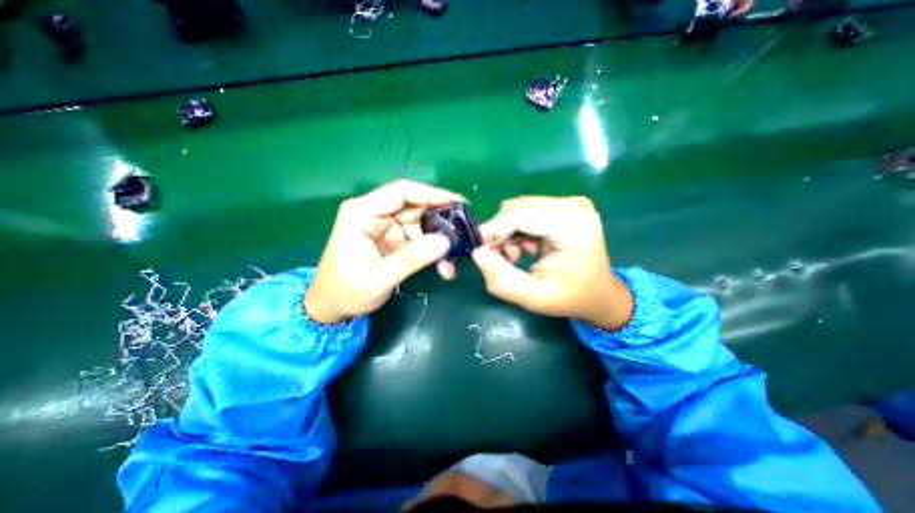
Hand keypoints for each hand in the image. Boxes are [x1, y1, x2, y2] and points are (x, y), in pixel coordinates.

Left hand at [305, 180, 464, 322]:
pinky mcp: (394, 241)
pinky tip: (443, 266)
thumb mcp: (377, 279)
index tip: (458, 203)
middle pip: (415, 207)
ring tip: (453, 259)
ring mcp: (386, 227)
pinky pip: (420, 240)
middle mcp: (375, 214)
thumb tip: (444, 242)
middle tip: (463, 233)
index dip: (431, 194)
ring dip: (439, 240)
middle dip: (441, 221)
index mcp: (362, 213)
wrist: (331, 308)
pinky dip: (433, 251)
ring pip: (421, 224)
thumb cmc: (345, 292)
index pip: (401, 192)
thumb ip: (411, 259)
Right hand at [467, 194, 632, 329]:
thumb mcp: (533, 296)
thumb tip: (477, 252)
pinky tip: (524, 248)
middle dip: (500, 231)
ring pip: (520, 208)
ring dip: (508, 231)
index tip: (478, 247)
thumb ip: (500, 277)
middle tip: (496, 257)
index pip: (520, 215)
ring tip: (513, 256)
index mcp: (573, 225)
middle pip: (518, 207)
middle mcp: (574, 206)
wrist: (600, 294)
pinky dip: (518, 228)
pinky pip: (529, 211)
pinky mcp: (565, 207)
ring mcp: (571, 204)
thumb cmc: (570, 297)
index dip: (493, 229)